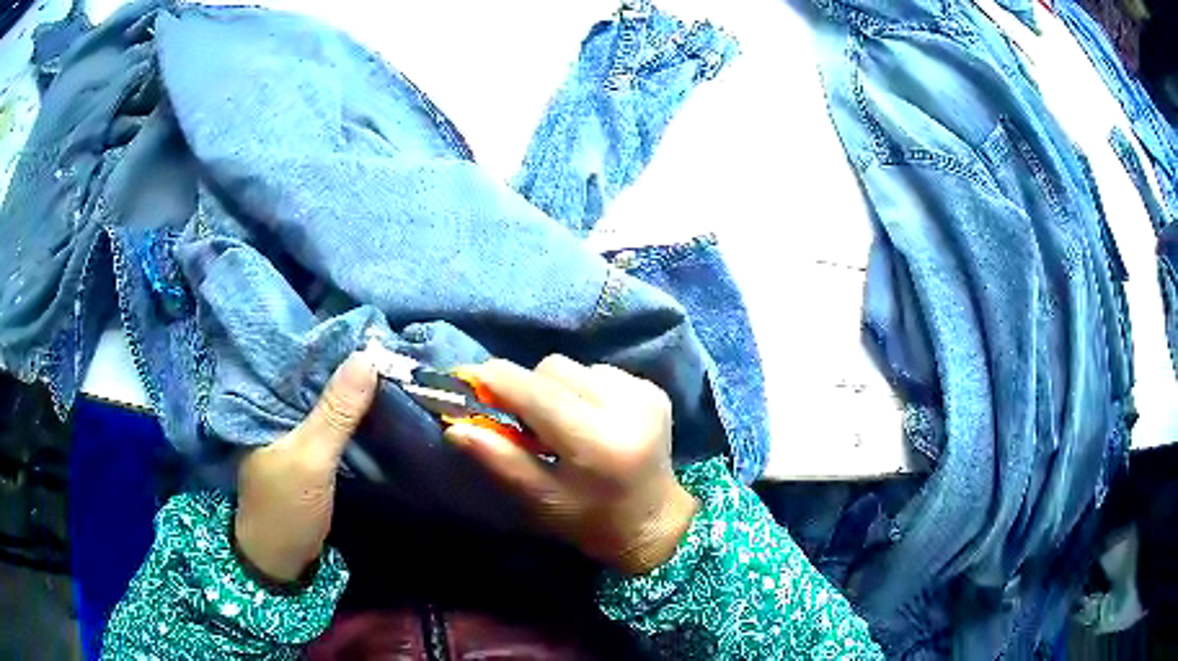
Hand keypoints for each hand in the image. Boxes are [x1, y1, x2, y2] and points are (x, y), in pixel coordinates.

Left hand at [235, 353, 377, 582]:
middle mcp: (275, 405)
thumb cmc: (285, 507)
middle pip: (313, 374)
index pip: (298, 354)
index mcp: (263, 398)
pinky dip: (351, 410)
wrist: (281, 560)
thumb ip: (336, 412)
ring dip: (352, 386)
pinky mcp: (308, 448)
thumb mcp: (311, 458)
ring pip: (324, 396)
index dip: (332, 340)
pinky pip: (330, 418)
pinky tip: (375, 399)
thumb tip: (369, 355)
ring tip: (389, 364)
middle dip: (347, 362)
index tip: (372, 326)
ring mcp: (292, 427)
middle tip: (390, 344)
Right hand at [445, 355, 698, 574]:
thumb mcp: (541, 498)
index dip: (497, 379)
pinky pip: (599, 371)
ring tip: (562, 424)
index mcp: (598, 442)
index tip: (467, 378)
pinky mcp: (653, 389)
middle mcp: (626, 407)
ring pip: (575, 367)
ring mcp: (644, 394)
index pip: (536, 392)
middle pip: (553, 369)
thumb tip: (456, 426)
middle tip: (524, 421)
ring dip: (556, 388)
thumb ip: (500, 460)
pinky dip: (583, 389)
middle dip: (527, 388)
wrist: (654, 520)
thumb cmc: (591, 519)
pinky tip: (591, 419)